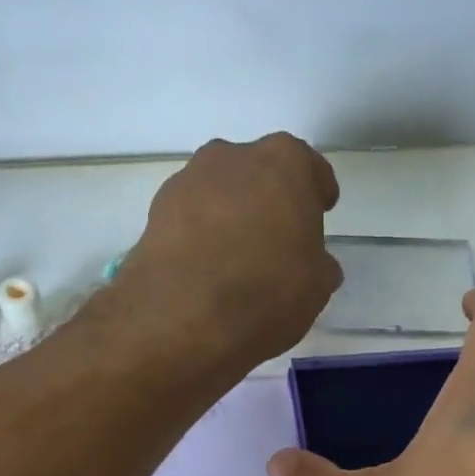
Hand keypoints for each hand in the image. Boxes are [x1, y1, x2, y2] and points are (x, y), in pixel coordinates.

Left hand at [116, 133, 341, 367]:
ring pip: (219, 195)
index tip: (320, 212)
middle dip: (268, 201)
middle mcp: (232, 156)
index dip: (316, 192)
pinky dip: (200, 238)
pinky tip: (207, 272)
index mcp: (284, 162)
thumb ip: (318, 264)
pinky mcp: (154, 214)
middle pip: (258, 174)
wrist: (184, 318)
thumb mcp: (317, 286)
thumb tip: (313, 264)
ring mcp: (186, 182)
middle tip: (277, 240)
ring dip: (230, 218)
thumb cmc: (268, 291)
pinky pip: (190, 221)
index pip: (308, 168)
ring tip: (237, 261)